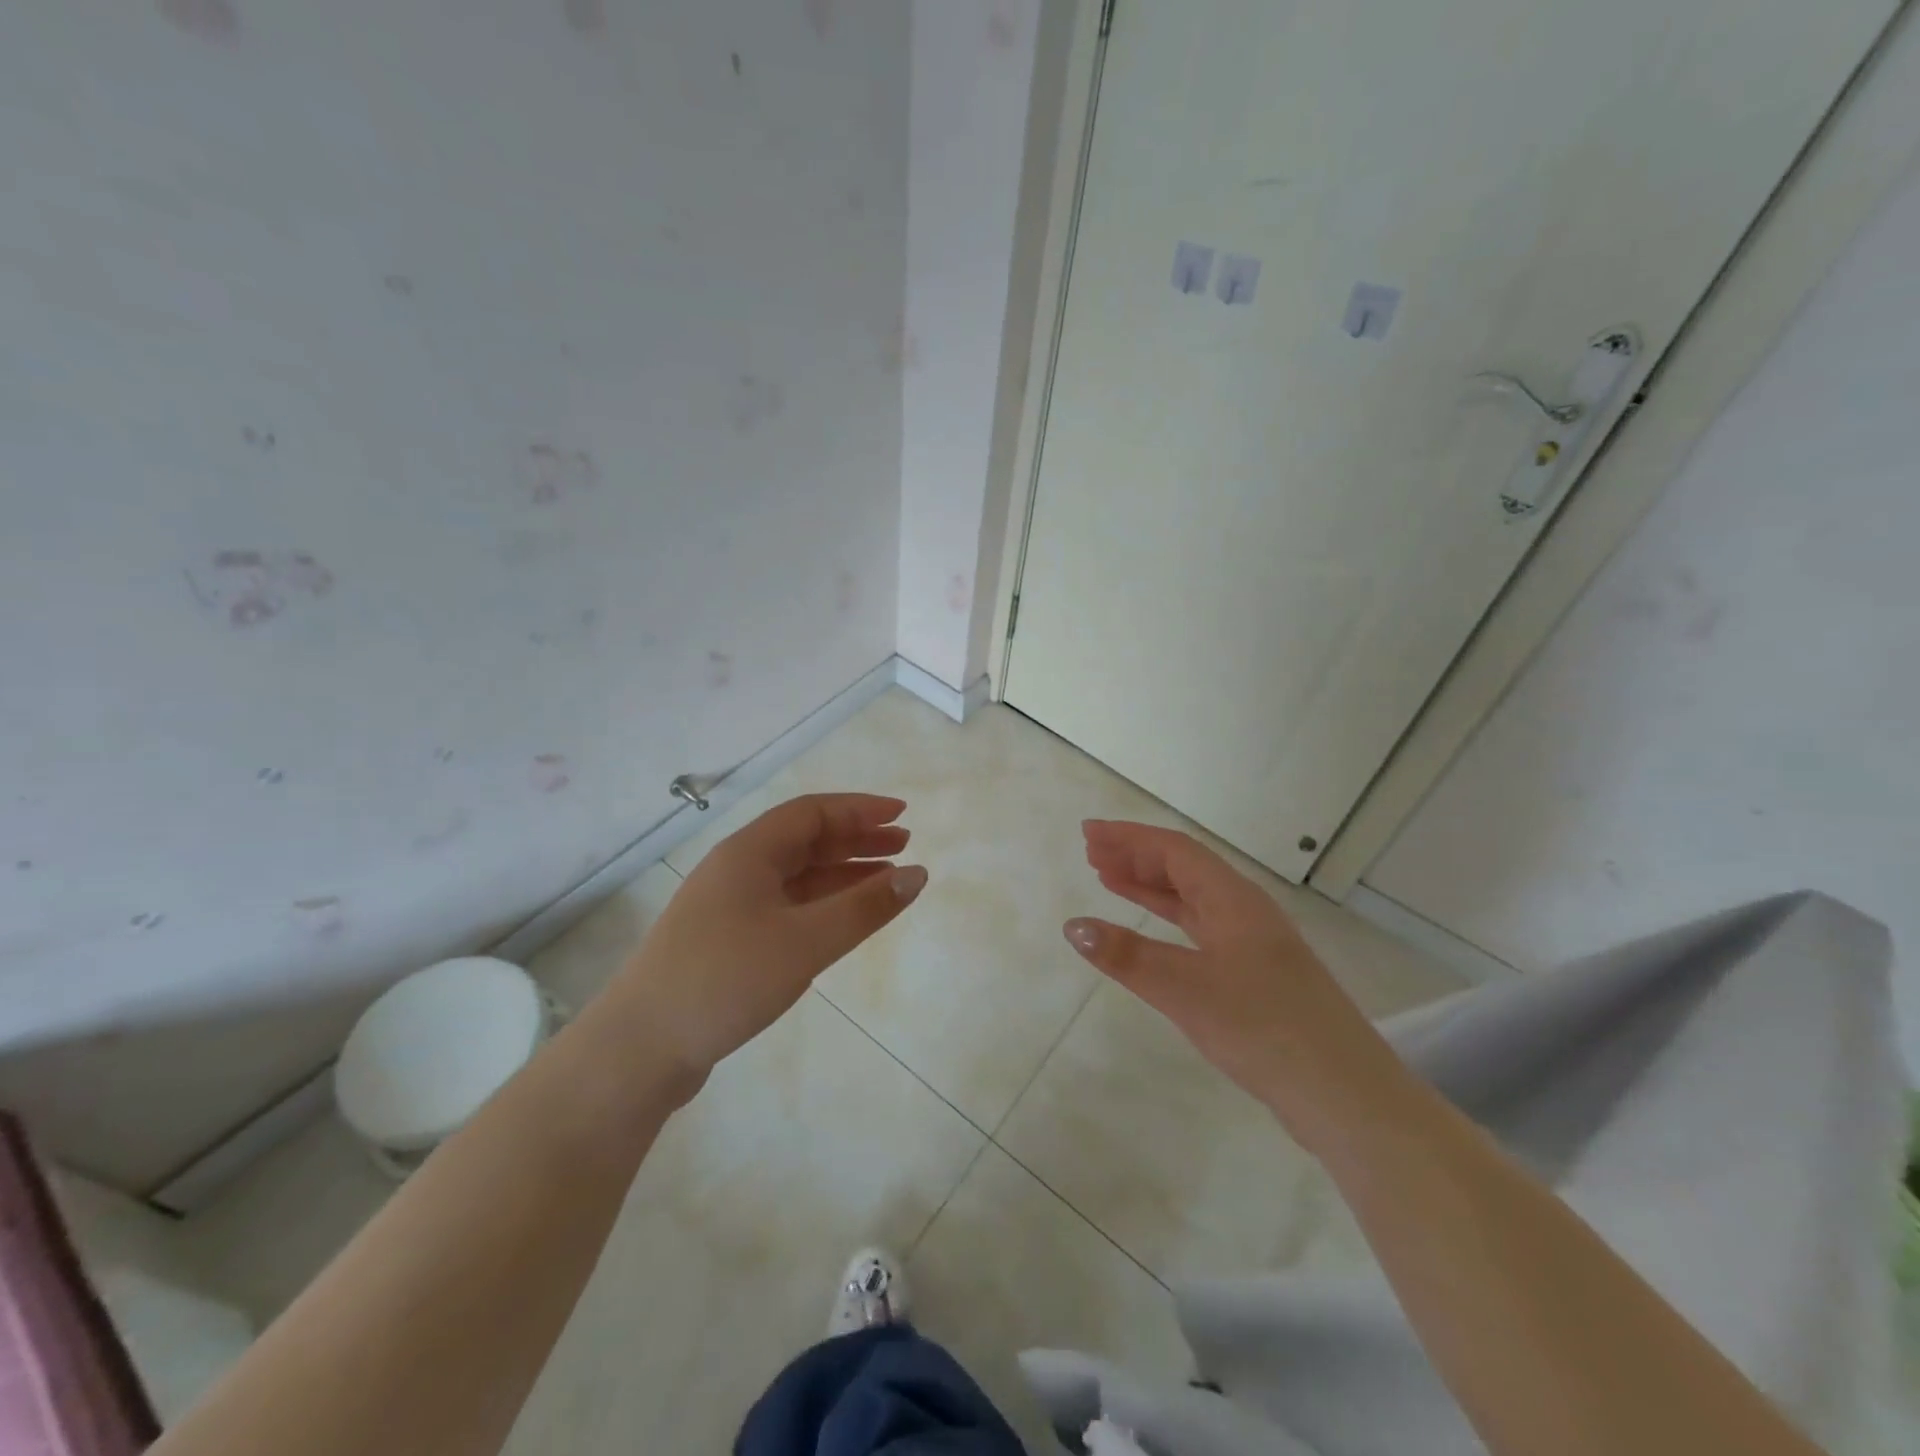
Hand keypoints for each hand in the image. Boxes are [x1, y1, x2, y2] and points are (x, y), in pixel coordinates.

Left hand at [614, 794, 925, 1095]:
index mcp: (749, 852)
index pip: (813, 812)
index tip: (903, 814)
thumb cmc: (726, 980)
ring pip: (796, 874)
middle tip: (903, 846)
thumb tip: (918, 874)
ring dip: (842, 872)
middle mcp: (738, 868)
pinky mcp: (727, 939)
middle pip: (805, 839)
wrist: (640, 1048)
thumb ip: (865, 907)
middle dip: (856, 839)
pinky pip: (786, 905)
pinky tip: (844, 918)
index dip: (860, 809)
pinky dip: (821, 904)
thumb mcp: (805, 942)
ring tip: (886, 880)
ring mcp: (729, 905)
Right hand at [1062, 820, 1403, 1143]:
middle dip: (1136, 856)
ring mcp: (1253, 944)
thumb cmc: (1263, 1028)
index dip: (1130, 837)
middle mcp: (1245, 912)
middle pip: (1185, 868)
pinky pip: (1201, 929)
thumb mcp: (1186, 989)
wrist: (1343, 1095)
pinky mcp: (1255, 976)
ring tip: (1108, 880)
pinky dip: (1168, 920)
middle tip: (1091, 853)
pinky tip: (1151, 932)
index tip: (1089, 833)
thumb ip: (1127, 956)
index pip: (1175, 850)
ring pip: (1193, 899)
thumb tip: (1073, 926)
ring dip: (1150, 885)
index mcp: (1234, 900)